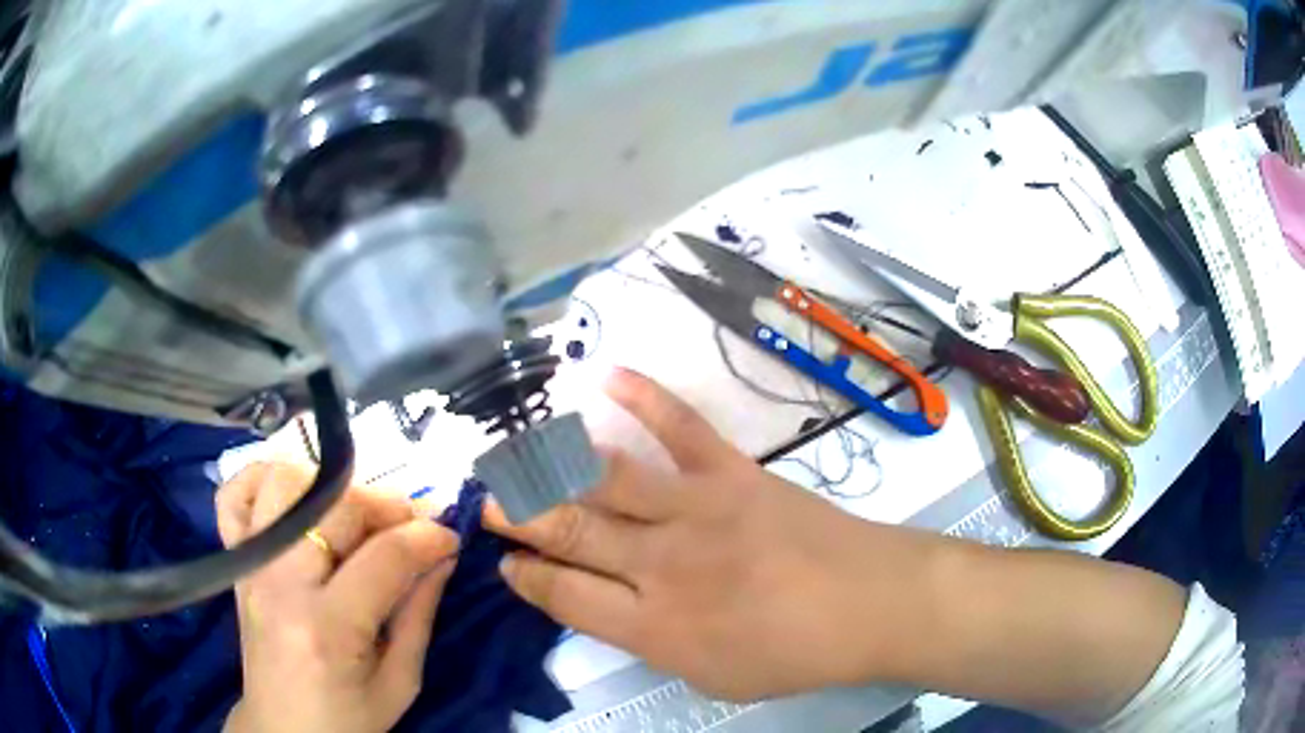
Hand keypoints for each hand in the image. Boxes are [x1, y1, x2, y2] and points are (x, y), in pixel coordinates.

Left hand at [216, 463, 460, 732]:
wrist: (284, 730)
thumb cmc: (347, 719)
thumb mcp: (400, 682)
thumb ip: (419, 613)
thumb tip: (442, 554)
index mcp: (327, 628)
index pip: (384, 557)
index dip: (427, 537)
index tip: (451, 536)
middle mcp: (280, 583)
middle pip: (335, 507)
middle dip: (386, 506)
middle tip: (410, 527)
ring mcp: (251, 565)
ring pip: (285, 483)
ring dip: (330, 488)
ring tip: (355, 517)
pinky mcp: (236, 561)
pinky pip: (234, 495)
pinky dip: (261, 479)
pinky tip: (294, 497)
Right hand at [485, 369, 936, 701]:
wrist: (869, 603)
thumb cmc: (794, 654)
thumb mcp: (712, 677)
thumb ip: (654, 643)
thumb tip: (614, 608)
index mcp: (653, 626)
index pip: (564, 594)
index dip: (526, 576)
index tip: (504, 561)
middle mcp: (661, 564)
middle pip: (571, 532)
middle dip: (518, 514)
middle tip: (486, 501)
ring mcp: (696, 510)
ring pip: (607, 479)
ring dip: (553, 464)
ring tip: (516, 453)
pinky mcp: (732, 474)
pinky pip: (681, 428)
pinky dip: (645, 398)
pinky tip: (608, 376)